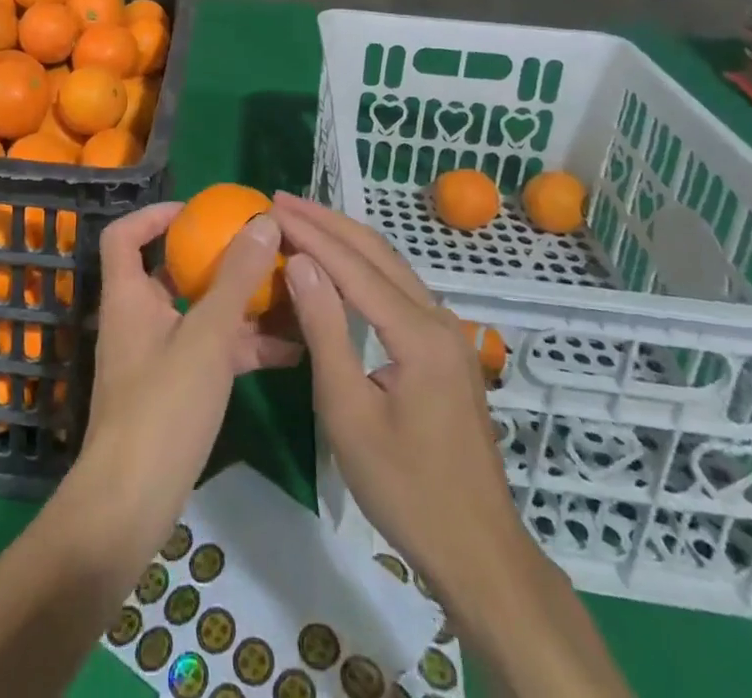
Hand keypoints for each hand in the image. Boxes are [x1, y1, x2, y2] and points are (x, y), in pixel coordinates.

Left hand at [71, 202, 298, 564]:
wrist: (131, 503)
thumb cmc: (163, 406)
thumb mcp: (207, 336)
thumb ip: (236, 279)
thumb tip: (262, 221)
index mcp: (129, 296)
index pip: (125, 235)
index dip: (154, 215)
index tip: (198, 212)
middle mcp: (139, 319)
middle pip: (174, 274)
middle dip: (218, 262)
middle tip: (261, 251)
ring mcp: (158, 357)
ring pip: (201, 316)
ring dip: (242, 307)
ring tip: (292, 296)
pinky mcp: (176, 391)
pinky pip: (213, 353)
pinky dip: (245, 347)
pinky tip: (293, 350)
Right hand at [270, 191, 520, 601]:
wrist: (478, 551)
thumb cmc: (405, 488)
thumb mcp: (349, 412)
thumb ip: (325, 330)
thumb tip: (300, 262)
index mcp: (418, 332)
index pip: (354, 265)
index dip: (311, 232)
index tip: (273, 207)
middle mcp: (439, 318)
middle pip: (378, 252)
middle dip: (328, 221)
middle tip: (283, 201)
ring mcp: (448, 333)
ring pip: (392, 267)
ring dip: (346, 239)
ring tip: (304, 221)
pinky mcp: (446, 349)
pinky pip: (400, 290)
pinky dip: (364, 267)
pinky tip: (341, 267)